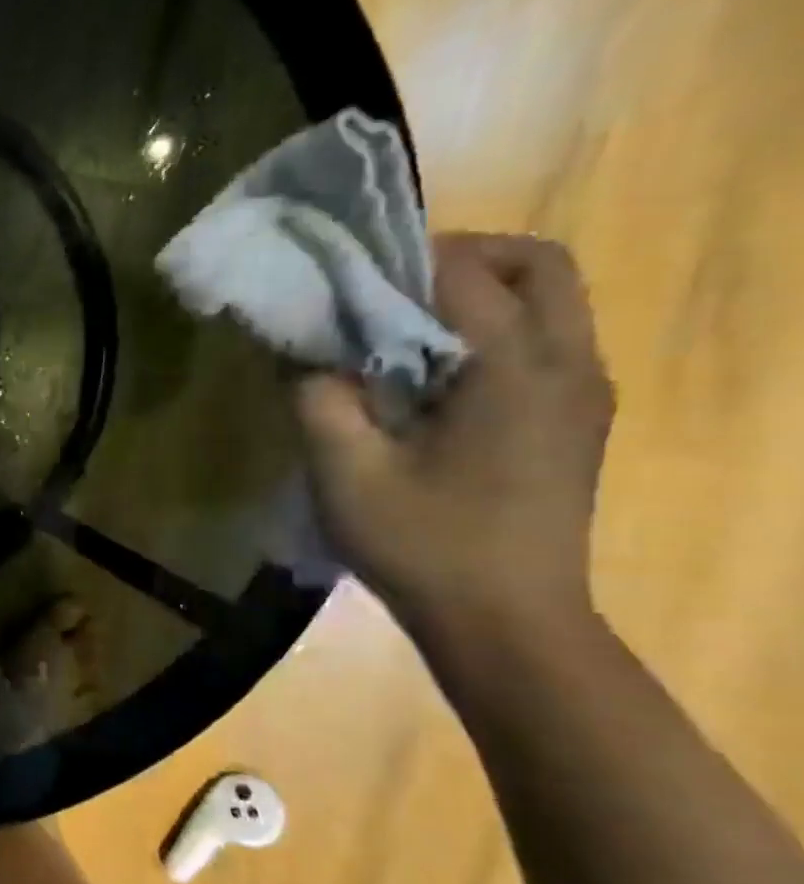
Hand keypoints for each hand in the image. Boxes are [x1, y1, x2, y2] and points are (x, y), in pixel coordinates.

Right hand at [295, 232, 615, 632]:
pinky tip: (433, 379)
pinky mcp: (576, 422)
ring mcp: (583, 394)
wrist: (506, 625)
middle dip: (461, 258)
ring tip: (401, 331)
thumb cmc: (423, 545)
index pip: (462, 274)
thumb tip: (300, 352)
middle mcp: (568, 365)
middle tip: (386, 288)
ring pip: (551, 302)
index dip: (396, 262)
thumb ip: (316, 398)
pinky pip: (545, 343)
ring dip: (479, 294)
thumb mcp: (344, 471)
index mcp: (514, 369)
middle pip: (538, 265)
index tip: (340, 278)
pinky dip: (493, 332)